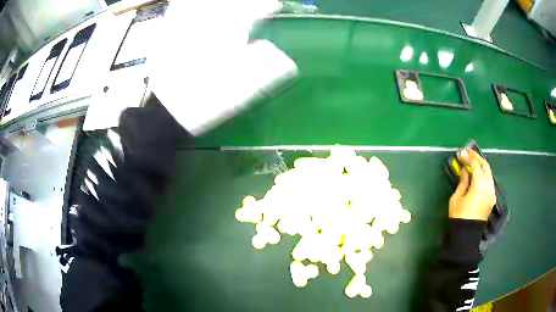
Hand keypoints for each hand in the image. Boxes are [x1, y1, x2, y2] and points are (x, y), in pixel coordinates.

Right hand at [449, 149, 496, 220]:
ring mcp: (492, 192)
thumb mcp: (457, 198)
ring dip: (481, 166)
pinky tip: (478, 176)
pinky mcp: (492, 198)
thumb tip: (465, 171)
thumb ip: (463, 182)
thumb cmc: (459, 216)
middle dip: (477, 158)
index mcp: (480, 185)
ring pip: (489, 173)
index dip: (467, 158)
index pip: (475, 166)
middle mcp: (488, 186)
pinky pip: (489, 182)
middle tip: (469, 153)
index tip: (460, 154)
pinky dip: (484, 176)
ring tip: (473, 163)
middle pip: (485, 166)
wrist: (466, 234)